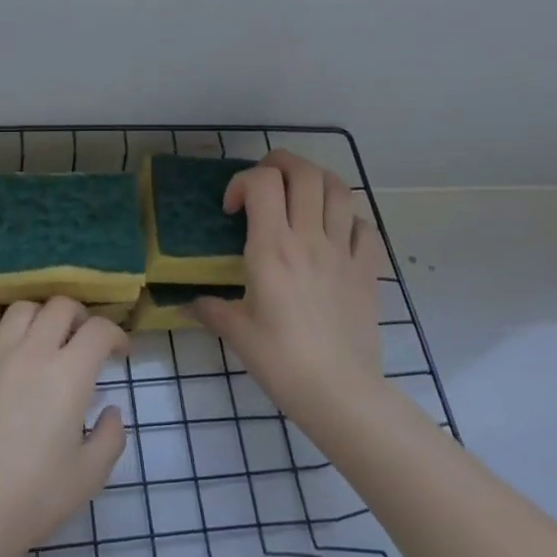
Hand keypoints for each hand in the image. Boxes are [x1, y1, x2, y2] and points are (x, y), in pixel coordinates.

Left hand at [0, 298, 127, 556]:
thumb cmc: (34, 498)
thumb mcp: (90, 475)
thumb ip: (111, 437)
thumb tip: (111, 411)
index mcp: (69, 375)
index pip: (100, 330)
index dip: (116, 335)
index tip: (118, 354)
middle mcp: (32, 353)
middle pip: (61, 307)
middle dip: (80, 317)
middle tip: (82, 341)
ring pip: (20, 309)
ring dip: (38, 315)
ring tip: (41, 336)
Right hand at [193, 150, 385, 431]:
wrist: (340, 392)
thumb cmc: (282, 361)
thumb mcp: (237, 334)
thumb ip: (210, 309)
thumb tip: (187, 305)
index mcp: (273, 248)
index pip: (262, 182)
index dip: (242, 182)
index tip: (232, 210)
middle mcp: (310, 238)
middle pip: (304, 172)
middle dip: (280, 163)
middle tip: (265, 183)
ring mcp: (344, 251)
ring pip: (339, 189)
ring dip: (316, 181)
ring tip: (300, 196)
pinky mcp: (369, 270)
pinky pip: (365, 226)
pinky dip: (349, 218)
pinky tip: (335, 233)